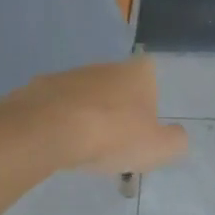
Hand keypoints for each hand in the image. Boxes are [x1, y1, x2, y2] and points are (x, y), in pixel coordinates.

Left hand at [6, 57, 188, 176]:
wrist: (47, 130)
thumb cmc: (112, 135)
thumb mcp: (158, 148)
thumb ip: (175, 141)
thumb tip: (176, 135)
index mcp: (136, 73)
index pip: (150, 72)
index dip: (150, 96)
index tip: (145, 122)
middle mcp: (103, 66)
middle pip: (117, 85)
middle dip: (118, 108)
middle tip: (117, 141)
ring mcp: (68, 76)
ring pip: (85, 95)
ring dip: (88, 115)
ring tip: (86, 147)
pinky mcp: (38, 90)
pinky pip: (56, 107)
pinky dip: (60, 122)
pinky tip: (59, 144)